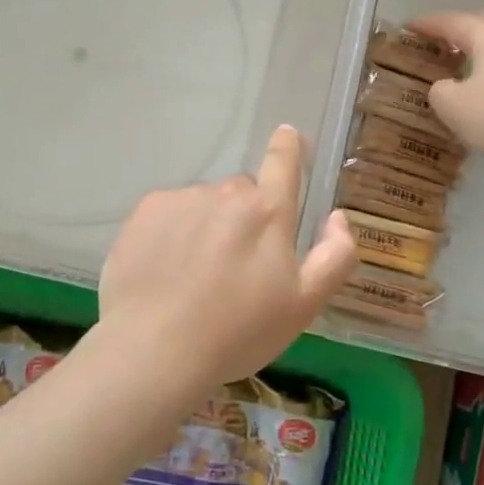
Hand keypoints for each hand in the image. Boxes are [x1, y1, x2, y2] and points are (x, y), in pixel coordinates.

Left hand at [99, 125, 358, 391]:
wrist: (156, 349)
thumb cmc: (239, 332)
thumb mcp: (305, 304)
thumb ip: (335, 255)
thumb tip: (338, 216)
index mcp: (269, 212)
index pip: (283, 162)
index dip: (288, 147)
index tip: (288, 135)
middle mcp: (226, 193)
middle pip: (242, 192)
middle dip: (245, 216)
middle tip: (236, 265)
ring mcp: (183, 199)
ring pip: (204, 203)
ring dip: (207, 225)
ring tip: (195, 276)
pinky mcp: (145, 212)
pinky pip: (169, 212)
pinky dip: (172, 232)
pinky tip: (166, 269)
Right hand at [410, 11, 483, 168]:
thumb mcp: (451, 106)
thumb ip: (439, 90)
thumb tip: (448, 86)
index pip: (450, 22)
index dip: (426, 25)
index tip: (408, 28)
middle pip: (481, 25)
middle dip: (457, 32)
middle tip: (437, 44)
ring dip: (479, 53)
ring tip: (461, 67)